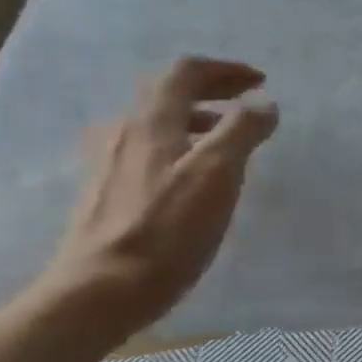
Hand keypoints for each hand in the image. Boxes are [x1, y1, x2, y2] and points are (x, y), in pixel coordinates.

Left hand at [34, 57, 277, 342]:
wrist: (98, 291)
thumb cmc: (166, 230)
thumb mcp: (217, 175)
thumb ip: (242, 131)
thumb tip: (263, 103)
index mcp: (151, 122)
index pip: (186, 73)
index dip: (225, 70)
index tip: (259, 82)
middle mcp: (124, 133)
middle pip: (166, 94)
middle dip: (210, 92)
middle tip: (245, 104)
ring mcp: (108, 164)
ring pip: (155, 125)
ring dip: (194, 121)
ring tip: (224, 142)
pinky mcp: (104, 194)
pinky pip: (146, 153)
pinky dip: (177, 148)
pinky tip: (190, 180)